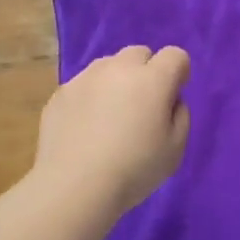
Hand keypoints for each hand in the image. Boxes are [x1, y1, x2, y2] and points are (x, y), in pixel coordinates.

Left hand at [32, 45, 191, 214]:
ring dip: (117, 81)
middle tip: (142, 106)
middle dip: (146, 72)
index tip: (172, 98)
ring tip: (110, 116)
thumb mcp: (176, 148)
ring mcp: (85, 78)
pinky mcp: (60, 94)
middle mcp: (118, 68)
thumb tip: (169, 100)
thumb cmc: (135, 169)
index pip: (175, 55)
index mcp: (153, 79)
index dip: (179, 74)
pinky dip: (90, 98)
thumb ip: (180, 114)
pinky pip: (83, 86)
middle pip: (139, 53)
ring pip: (108, 66)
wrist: (75, 186)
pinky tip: (85, 129)